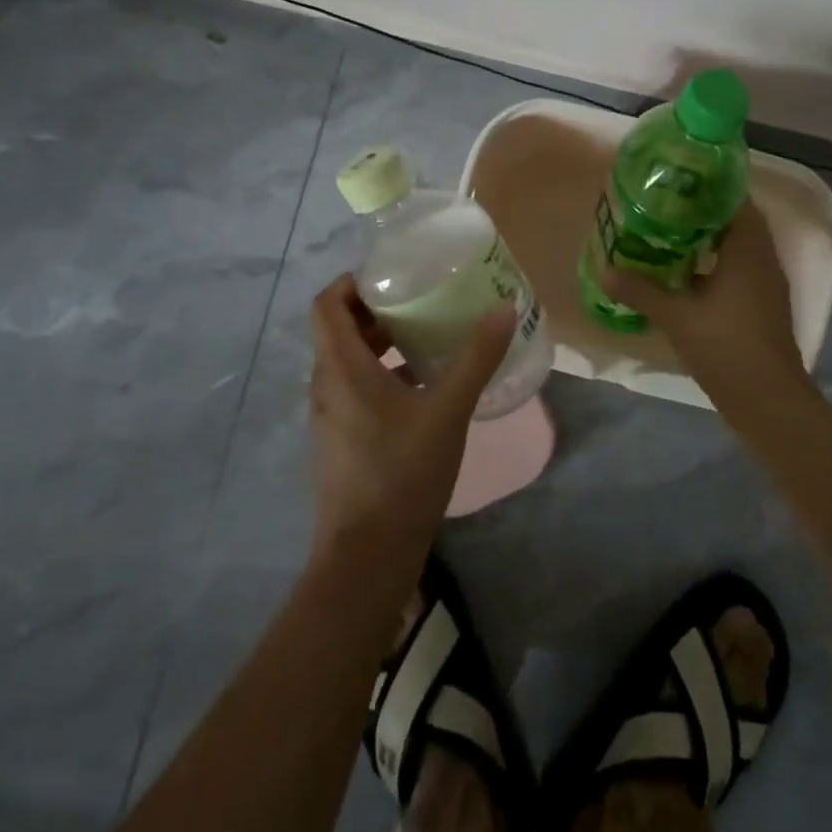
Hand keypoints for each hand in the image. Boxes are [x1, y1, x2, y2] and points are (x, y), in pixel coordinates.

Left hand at [307, 274, 514, 562]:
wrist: (368, 558)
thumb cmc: (402, 473)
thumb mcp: (448, 410)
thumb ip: (476, 357)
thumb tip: (504, 308)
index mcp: (341, 369)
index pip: (327, 304)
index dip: (353, 281)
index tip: (394, 274)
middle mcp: (327, 386)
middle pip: (340, 329)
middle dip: (377, 308)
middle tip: (422, 298)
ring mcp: (331, 416)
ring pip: (350, 360)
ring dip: (382, 341)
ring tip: (429, 335)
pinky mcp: (343, 440)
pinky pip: (356, 388)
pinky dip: (384, 372)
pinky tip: (425, 384)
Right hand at [603, 202, 806, 401]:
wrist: (768, 400)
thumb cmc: (726, 346)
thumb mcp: (676, 316)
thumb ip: (641, 290)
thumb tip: (605, 270)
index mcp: (749, 248)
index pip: (735, 199)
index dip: (708, 186)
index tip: (677, 180)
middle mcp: (763, 258)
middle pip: (734, 221)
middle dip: (702, 212)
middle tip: (663, 205)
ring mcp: (765, 283)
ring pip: (736, 247)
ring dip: (707, 240)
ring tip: (667, 234)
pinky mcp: (761, 305)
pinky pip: (737, 270)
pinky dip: (713, 265)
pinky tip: (682, 275)